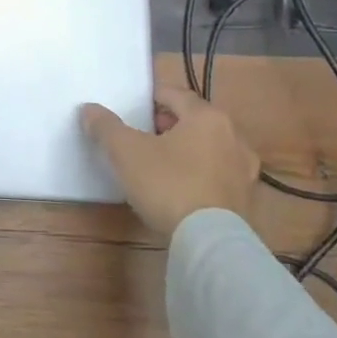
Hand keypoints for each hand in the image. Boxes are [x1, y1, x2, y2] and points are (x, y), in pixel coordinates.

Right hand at [80, 87, 259, 238]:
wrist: (209, 242)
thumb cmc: (168, 184)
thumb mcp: (125, 151)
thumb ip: (106, 126)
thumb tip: (89, 109)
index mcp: (207, 117)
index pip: (176, 94)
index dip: (152, 98)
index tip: (133, 110)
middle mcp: (234, 137)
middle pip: (195, 120)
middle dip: (169, 124)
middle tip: (143, 136)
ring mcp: (244, 171)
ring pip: (209, 148)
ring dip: (187, 150)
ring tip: (160, 163)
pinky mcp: (247, 200)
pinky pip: (218, 175)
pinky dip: (200, 174)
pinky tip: (180, 189)